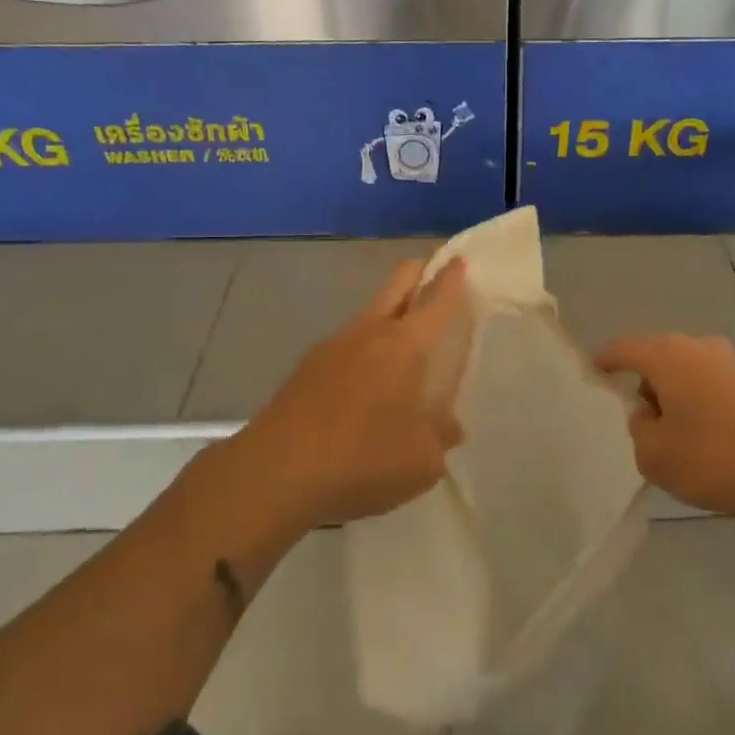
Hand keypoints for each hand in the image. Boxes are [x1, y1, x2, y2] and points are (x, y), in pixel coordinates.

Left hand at [243, 257, 472, 528]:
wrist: (274, 474)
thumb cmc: (361, 461)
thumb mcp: (420, 462)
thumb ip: (440, 437)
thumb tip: (449, 427)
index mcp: (404, 346)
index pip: (436, 299)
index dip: (451, 277)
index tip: (460, 260)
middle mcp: (370, 332)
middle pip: (398, 282)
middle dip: (420, 272)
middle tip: (437, 276)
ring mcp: (333, 345)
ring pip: (371, 311)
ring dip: (392, 311)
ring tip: (406, 341)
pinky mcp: (307, 366)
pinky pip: (348, 341)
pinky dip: (366, 345)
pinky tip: (368, 379)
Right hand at [596, 333, 734, 517]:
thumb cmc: (716, 458)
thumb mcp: (655, 455)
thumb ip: (638, 429)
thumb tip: (649, 414)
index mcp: (666, 356)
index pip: (623, 349)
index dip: (604, 361)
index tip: (592, 372)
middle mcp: (697, 346)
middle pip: (656, 358)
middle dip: (643, 384)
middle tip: (637, 419)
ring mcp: (729, 361)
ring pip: (685, 371)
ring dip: (673, 395)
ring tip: (674, 434)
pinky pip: (709, 384)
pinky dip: (698, 402)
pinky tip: (705, 436)